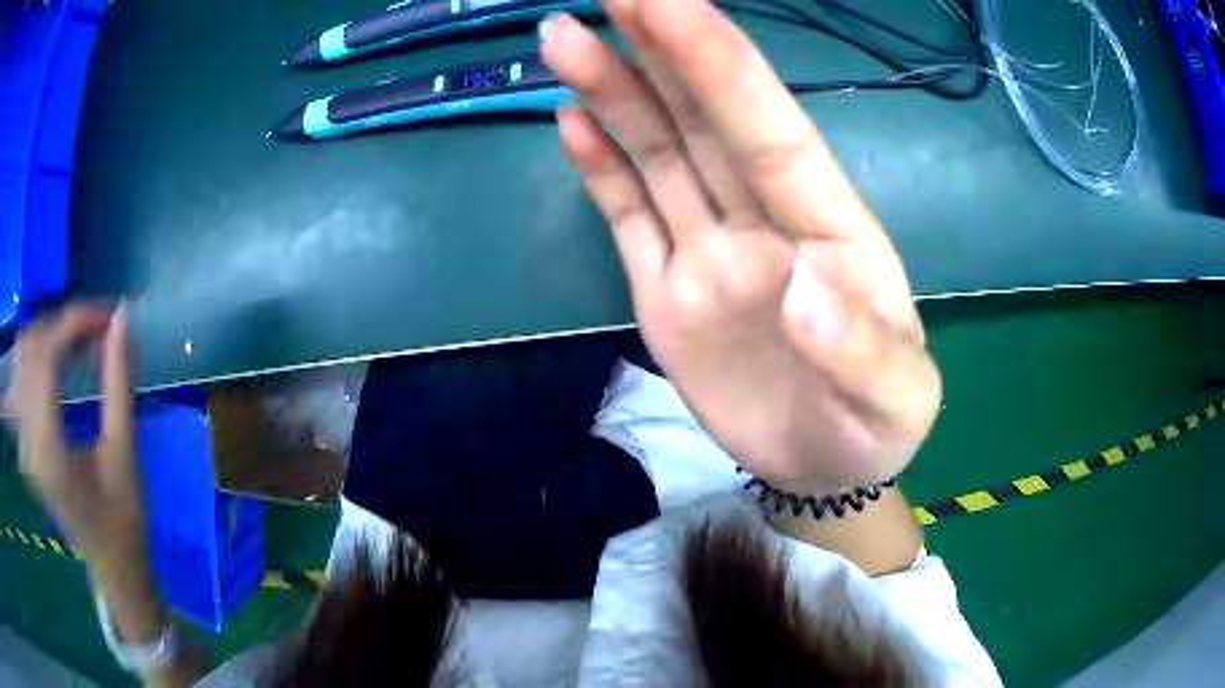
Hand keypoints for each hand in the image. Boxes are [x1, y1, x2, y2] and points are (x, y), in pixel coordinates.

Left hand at [5, 305, 144, 568]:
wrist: (112, 569)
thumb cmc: (124, 523)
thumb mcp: (125, 455)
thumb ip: (119, 385)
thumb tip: (122, 320)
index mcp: (48, 451)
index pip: (47, 357)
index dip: (74, 323)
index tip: (108, 315)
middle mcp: (26, 442)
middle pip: (30, 349)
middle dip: (62, 325)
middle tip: (96, 328)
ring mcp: (21, 443)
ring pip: (22, 357)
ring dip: (49, 337)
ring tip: (78, 341)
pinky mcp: (22, 443)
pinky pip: (21, 378)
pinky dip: (38, 356)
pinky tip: (58, 362)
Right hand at [540, 0, 940, 490]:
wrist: (826, 466)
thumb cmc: (875, 427)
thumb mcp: (894, 399)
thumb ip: (861, 348)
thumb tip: (799, 284)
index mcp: (832, 230)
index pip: (769, 127)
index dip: (719, 62)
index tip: (667, 1)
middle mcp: (766, 220)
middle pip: (705, 118)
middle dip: (659, 47)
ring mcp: (709, 252)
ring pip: (658, 152)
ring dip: (614, 92)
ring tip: (567, 37)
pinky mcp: (666, 289)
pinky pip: (629, 214)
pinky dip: (601, 166)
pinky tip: (572, 121)